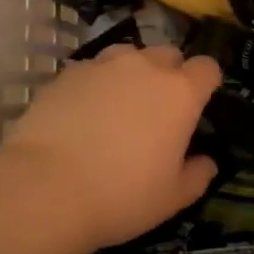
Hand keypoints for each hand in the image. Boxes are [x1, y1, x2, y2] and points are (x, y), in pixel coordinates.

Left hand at [0, 44, 220, 251]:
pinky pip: (93, 70)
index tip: (199, 104)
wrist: (46, 188)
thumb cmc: (121, 195)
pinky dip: (96, 84)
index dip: (205, 83)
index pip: (207, 68)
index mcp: (180, 93)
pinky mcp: (69, 72)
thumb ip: (197, 175)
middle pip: (168, 55)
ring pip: (129, 56)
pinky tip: (83, 113)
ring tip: (119, 106)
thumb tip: (207, 162)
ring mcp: (104, 65)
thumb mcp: (171, 198)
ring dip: (132, 73)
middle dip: (169, 74)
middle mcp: (145, 66)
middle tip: (157, 110)